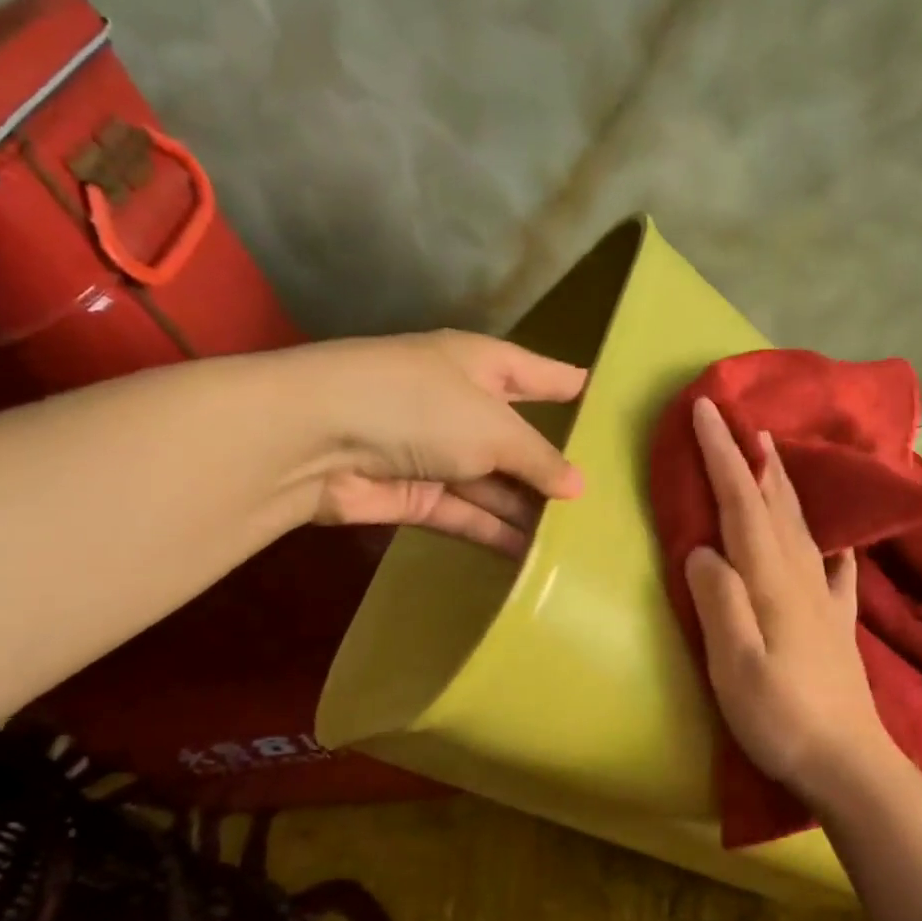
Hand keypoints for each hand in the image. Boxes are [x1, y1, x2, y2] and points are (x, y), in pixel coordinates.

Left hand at [300, 330, 586, 556]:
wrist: (318, 438)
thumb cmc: (421, 407)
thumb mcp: (494, 428)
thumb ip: (538, 459)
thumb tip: (578, 487)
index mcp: (479, 365)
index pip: (533, 372)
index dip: (564, 383)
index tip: (597, 395)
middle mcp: (460, 406)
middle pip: (516, 438)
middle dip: (552, 466)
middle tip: (602, 498)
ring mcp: (437, 453)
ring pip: (494, 484)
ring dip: (527, 509)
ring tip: (575, 538)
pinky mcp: (416, 496)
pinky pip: (467, 515)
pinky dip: (495, 532)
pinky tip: (532, 555)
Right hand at [683, 396, 900, 804]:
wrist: (849, 764)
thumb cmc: (781, 717)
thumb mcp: (734, 664)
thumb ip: (717, 600)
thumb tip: (701, 550)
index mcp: (772, 581)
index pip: (741, 503)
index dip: (722, 454)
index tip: (706, 410)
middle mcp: (801, 578)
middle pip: (774, 505)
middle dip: (752, 458)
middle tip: (740, 419)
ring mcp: (824, 601)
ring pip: (801, 528)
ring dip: (784, 487)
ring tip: (774, 457)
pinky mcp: (836, 626)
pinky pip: (834, 572)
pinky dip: (828, 548)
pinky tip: (835, 547)